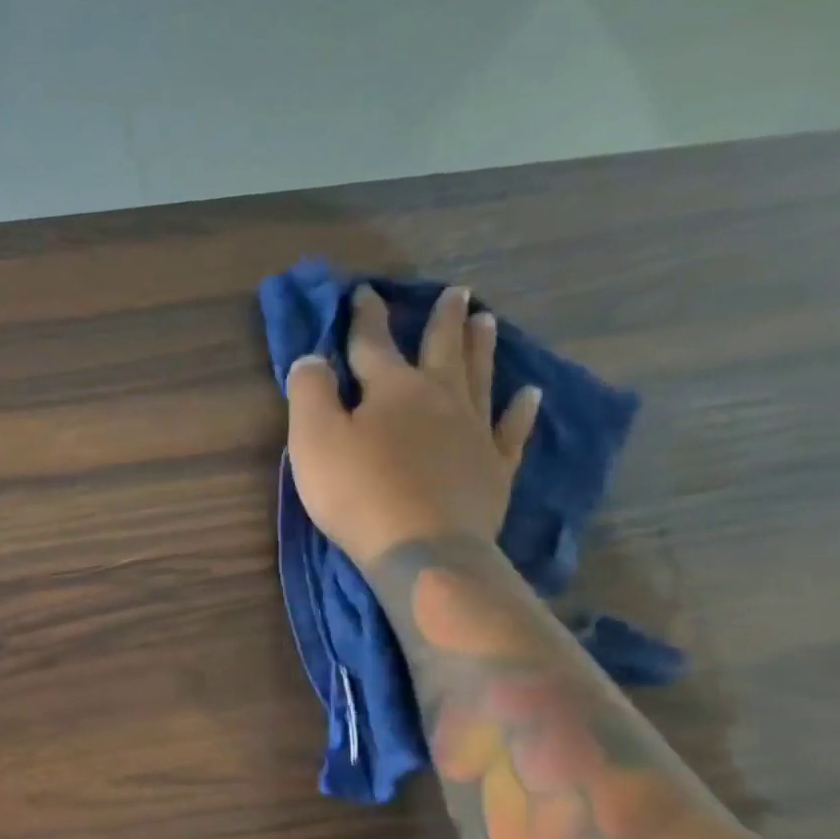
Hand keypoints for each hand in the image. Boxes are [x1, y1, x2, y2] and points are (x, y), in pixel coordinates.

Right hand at [284, 284, 542, 567]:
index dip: (366, 319)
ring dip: (481, 349)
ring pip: (479, 378)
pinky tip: (530, 396)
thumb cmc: (357, 491)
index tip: (364, 294)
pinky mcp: (494, 466)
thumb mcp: (313, 439)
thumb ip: (310, 394)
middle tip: (457, 292)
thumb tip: (311, 358)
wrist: (421, 546)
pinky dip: (521, 411)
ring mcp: (474, 431)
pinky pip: (511, 430)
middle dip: (442, 321)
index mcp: (393, 389)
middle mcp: (440, 398)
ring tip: (487, 321)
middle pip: (441, 350)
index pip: (374, 344)